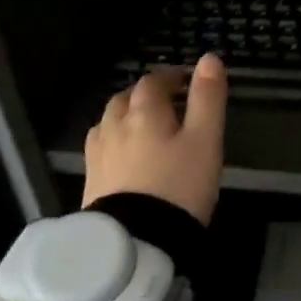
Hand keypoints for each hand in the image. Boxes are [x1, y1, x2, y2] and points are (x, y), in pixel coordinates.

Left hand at [81, 53, 228, 223]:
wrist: (136, 242)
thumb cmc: (180, 186)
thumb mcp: (206, 140)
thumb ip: (208, 98)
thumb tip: (209, 58)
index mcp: (144, 111)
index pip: (154, 80)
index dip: (171, 76)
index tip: (187, 81)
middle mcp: (114, 125)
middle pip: (126, 97)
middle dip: (146, 94)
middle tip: (168, 103)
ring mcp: (98, 153)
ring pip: (109, 121)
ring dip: (127, 115)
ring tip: (145, 127)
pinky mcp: (90, 180)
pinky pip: (101, 147)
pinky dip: (115, 141)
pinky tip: (124, 156)